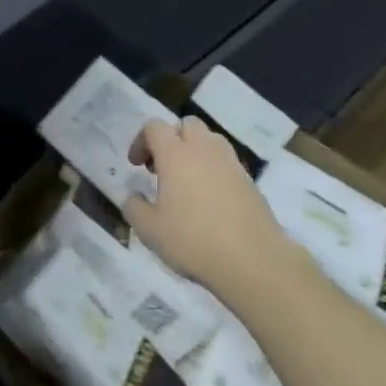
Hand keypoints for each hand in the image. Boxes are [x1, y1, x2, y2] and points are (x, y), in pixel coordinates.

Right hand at [122, 116, 298, 292]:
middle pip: (187, 124)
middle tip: (162, 167)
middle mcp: (204, 150)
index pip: (155, 127)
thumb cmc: (192, 241)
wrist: (252, 261)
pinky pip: (227, 161)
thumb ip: (134, 207)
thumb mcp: (149, 229)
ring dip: (195, 150)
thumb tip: (133, 196)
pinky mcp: (250, 181)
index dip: (141, 141)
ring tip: (187, 181)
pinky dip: (214, 169)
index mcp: (176, 155)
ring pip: (210, 139)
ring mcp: (231, 163)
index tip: (136, 165)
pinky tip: (209, 199)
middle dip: (171, 139)